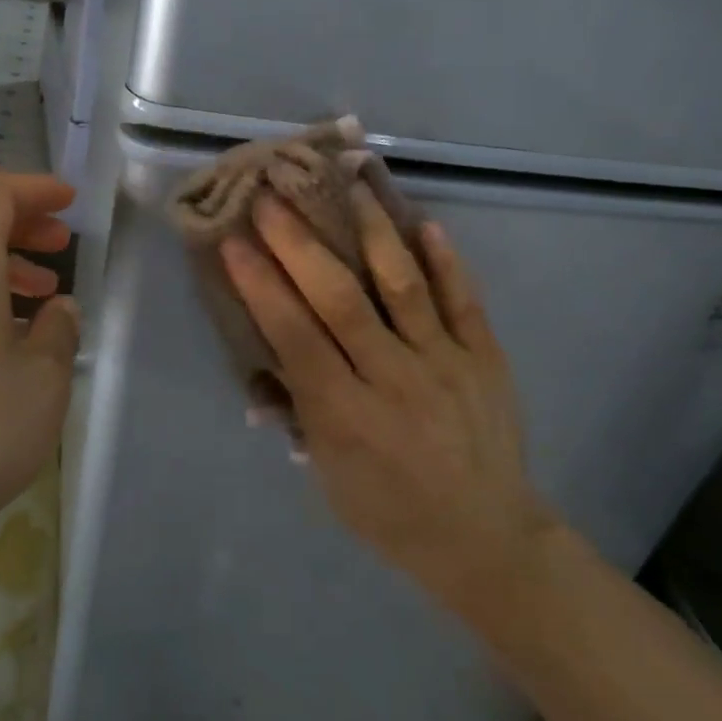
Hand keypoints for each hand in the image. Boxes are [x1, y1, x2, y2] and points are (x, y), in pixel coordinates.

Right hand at [219, 186, 555, 616]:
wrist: (485, 538)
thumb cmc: (389, 513)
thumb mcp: (328, 476)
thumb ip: (300, 409)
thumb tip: (269, 357)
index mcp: (346, 416)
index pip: (294, 336)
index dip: (260, 285)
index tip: (234, 241)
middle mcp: (394, 380)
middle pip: (340, 299)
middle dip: (300, 243)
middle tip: (274, 195)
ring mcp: (446, 363)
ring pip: (402, 285)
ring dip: (371, 230)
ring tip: (349, 182)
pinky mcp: (486, 357)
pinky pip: (464, 300)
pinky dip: (445, 260)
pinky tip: (424, 221)